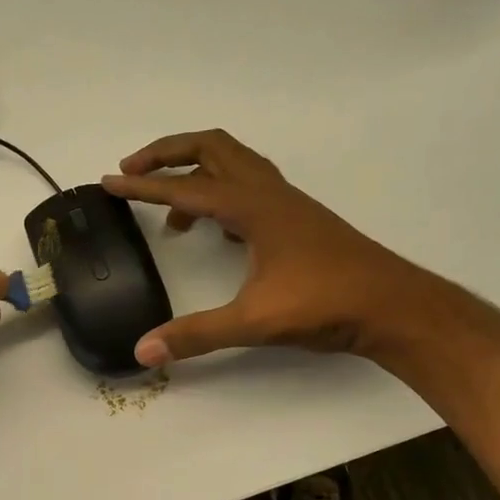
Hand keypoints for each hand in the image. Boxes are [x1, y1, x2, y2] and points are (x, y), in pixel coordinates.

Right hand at [103, 130, 430, 366]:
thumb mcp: (254, 322)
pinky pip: (249, 188)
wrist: (392, 306)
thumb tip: (143, 350)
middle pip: (211, 148)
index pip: (184, 188)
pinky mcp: (297, 220)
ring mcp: (286, 203)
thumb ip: (196, 335)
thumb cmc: (325, 304)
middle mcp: (268, 193)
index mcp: (252, 207)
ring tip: (170, 214)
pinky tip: (216, 231)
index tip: (107, 182)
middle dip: (167, 153)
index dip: (141, 186)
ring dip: (195, 174)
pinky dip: (221, 195)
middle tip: (132, 172)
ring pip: (233, 164)